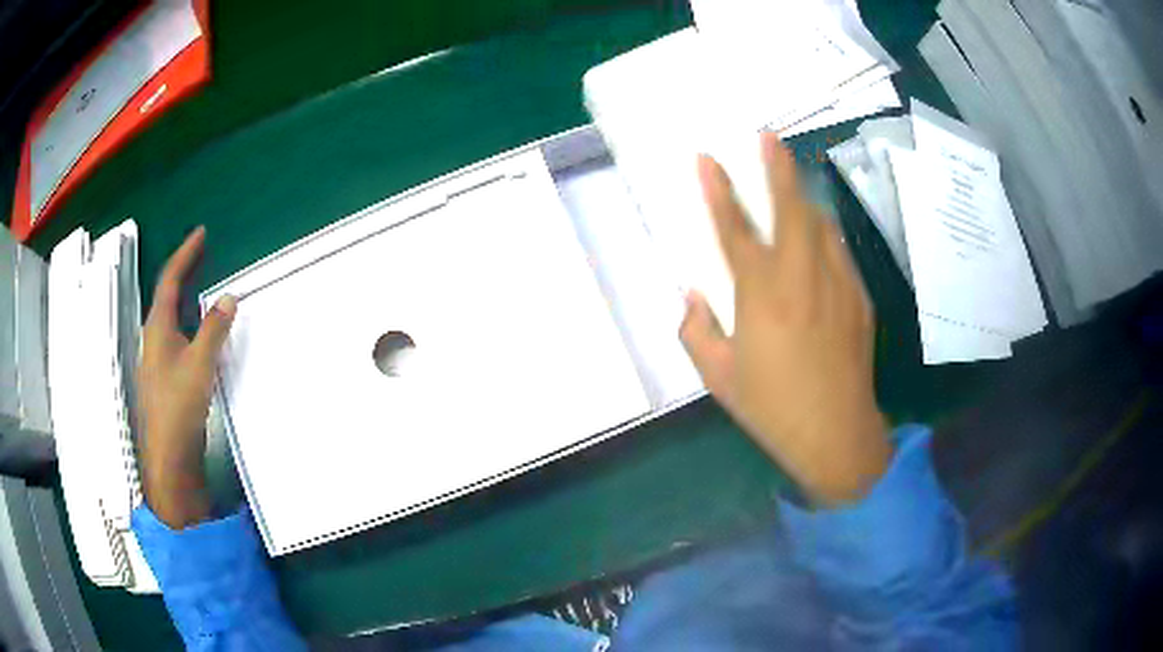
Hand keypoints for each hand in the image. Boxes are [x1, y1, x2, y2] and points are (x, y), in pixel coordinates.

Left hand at [138, 227, 236, 527]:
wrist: (169, 460)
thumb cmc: (178, 408)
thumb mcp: (200, 365)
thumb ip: (214, 330)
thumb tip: (228, 297)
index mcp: (157, 329)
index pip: (170, 280)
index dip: (185, 254)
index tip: (201, 234)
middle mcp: (154, 339)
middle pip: (166, 295)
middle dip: (183, 271)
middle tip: (202, 254)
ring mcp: (157, 360)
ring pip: (170, 318)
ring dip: (185, 297)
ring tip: (201, 286)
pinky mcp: (165, 379)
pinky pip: (176, 338)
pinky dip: (188, 323)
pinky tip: (199, 333)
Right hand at [681, 133, 890, 505]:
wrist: (837, 434)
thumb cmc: (772, 408)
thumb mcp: (719, 377)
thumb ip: (697, 331)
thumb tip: (690, 295)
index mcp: (760, 295)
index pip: (734, 228)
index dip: (717, 190)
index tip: (706, 158)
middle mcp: (800, 278)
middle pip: (789, 208)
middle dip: (777, 166)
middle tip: (768, 135)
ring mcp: (836, 284)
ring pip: (820, 224)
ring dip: (802, 198)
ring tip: (791, 182)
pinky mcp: (858, 298)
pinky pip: (838, 253)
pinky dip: (823, 236)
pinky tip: (817, 240)